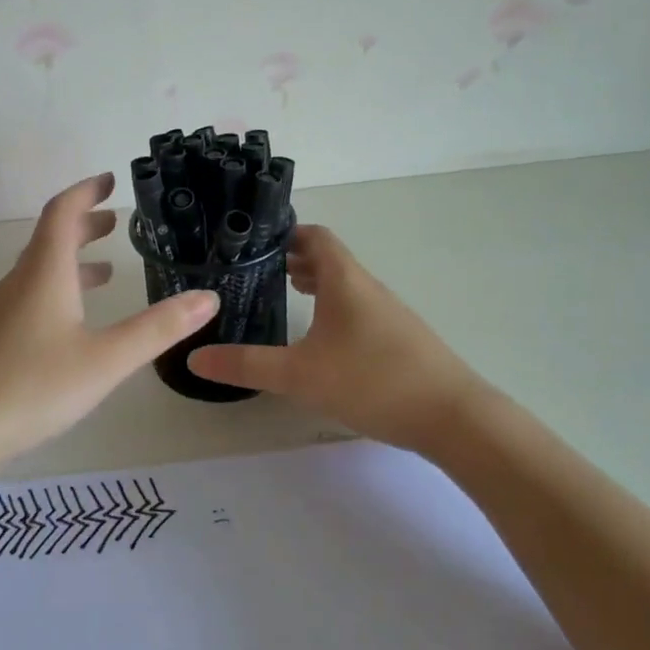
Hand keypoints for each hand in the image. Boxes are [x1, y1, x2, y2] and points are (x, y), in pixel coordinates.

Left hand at [0, 172, 217, 465]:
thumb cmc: (31, 386)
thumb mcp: (105, 360)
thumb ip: (157, 329)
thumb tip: (208, 298)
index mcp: (44, 273)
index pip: (62, 213)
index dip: (85, 191)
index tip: (109, 180)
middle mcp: (19, 283)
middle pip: (49, 238)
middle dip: (83, 224)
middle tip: (114, 220)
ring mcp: (0, 312)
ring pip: (39, 270)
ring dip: (72, 260)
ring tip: (105, 269)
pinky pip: (30, 297)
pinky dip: (58, 290)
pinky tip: (71, 323)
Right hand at [188, 225, 487, 449]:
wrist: (454, 418)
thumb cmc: (373, 381)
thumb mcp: (300, 375)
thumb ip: (246, 365)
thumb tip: (195, 357)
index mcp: (345, 280)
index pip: (315, 235)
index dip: (285, 232)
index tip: (252, 240)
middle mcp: (367, 287)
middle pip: (328, 259)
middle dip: (292, 259)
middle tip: (255, 270)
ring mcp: (387, 313)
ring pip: (344, 285)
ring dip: (314, 284)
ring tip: (282, 295)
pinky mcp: (398, 339)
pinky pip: (357, 309)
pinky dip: (332, 309)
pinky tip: (320, 340)